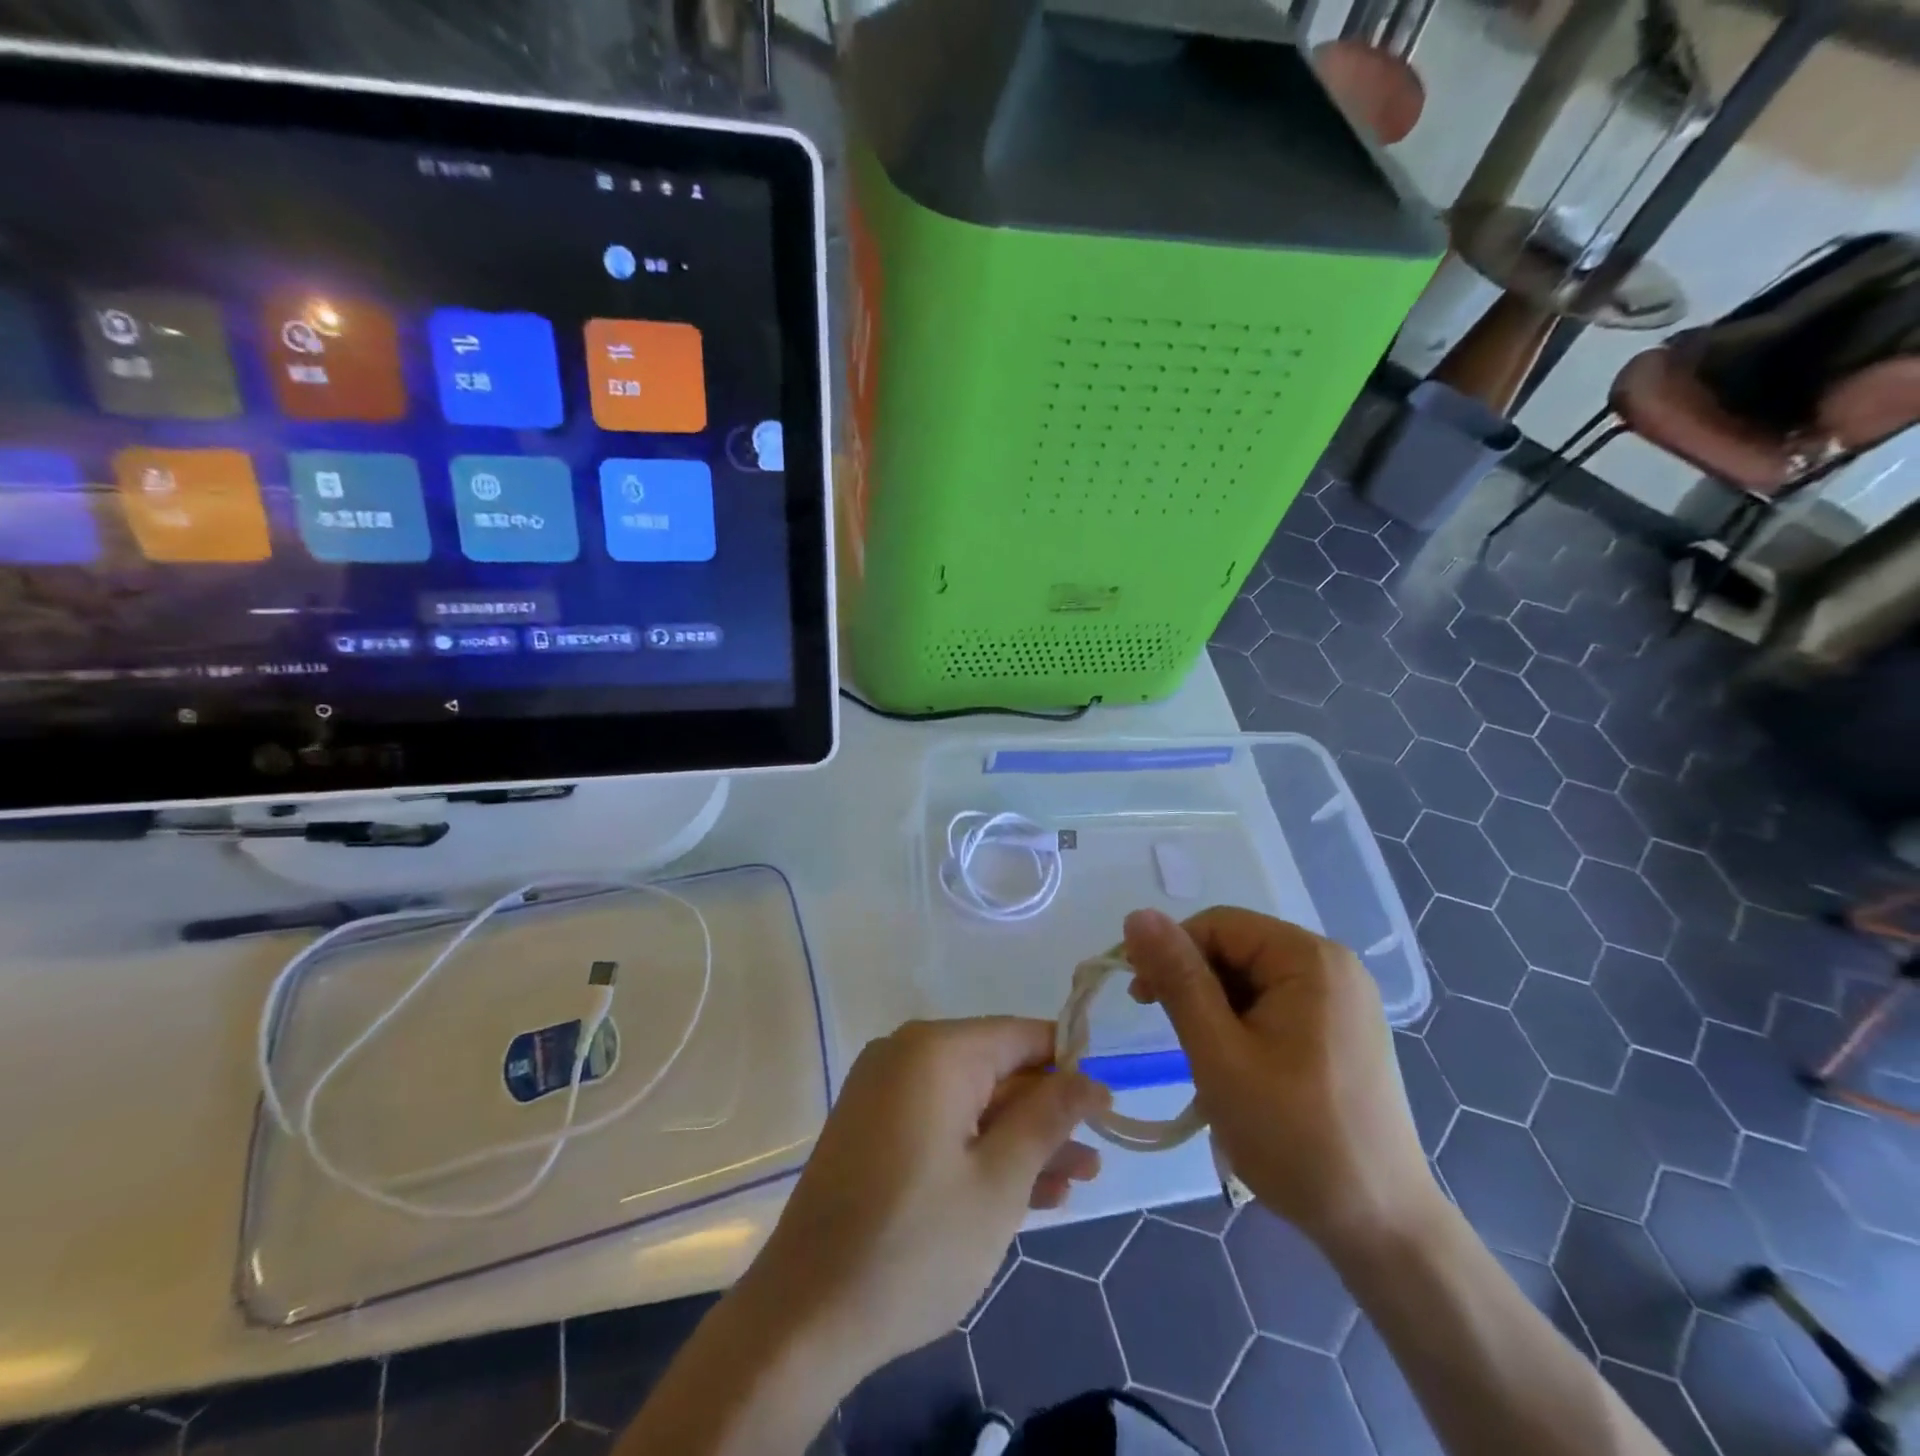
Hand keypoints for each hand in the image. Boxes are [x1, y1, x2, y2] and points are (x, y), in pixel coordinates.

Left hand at [739, 1018, 1109, 1381]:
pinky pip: (940, 1123)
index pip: (1020, 1035)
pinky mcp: (873, 1129)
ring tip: (1074, 1181)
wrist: (805, 1315)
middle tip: (1094, 1157)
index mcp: (936, 1050)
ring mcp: (884, 1092)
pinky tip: (1026, 1191)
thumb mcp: (999, 1182)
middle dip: (1046, 1113)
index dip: (1068, 1065)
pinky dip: (978, 1150)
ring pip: (970, 1102)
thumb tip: (1091, 1079)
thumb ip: (1047, 1120)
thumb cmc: (915, 1243)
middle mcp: (906, 1055)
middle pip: (995, 1069)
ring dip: (1019, 1139)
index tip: (1105, 1104)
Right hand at [1124, 907, 1440, 1255]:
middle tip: (1169, 1032)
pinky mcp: (1344, 1030)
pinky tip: (1236, 1064)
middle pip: (1238, 948)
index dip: (1171, 952)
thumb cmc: (1293, 1135)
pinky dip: (1244, 1024)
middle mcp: (1334, 966)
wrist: (1380, 1227)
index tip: (1142, 999)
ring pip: (1253, 978)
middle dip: (1194, 982)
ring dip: (1216, 1007)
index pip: (1219, 925)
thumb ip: (1178, 978)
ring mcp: (1344, 1000)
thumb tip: (1136, 915)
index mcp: (1310, 959)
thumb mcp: (1218, 1053)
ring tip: (1204, 1057)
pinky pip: (1277, 1004)